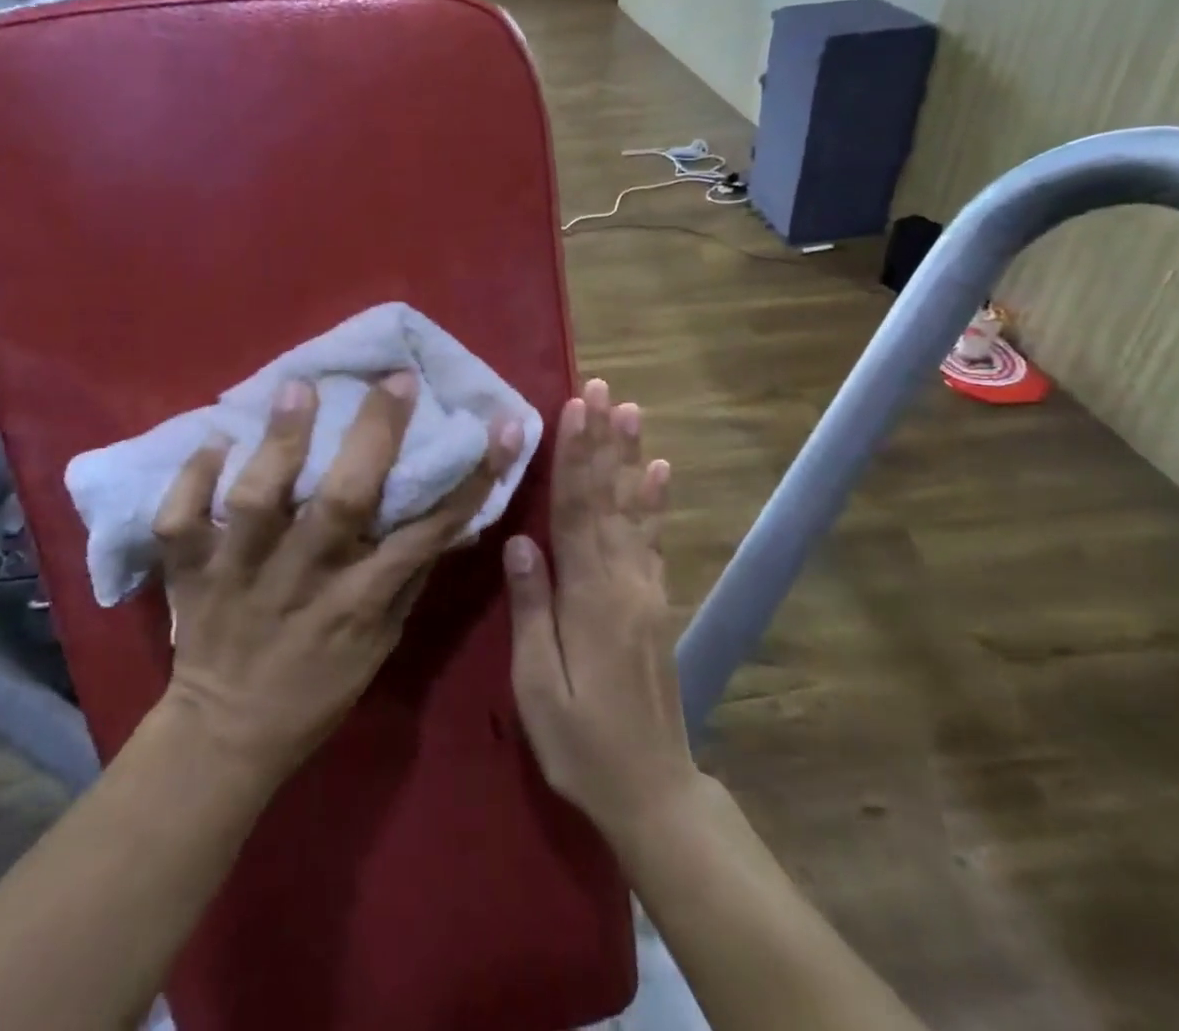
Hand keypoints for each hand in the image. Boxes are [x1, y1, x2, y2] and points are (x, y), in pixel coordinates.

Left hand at [152, 371, 523, 780]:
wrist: (226, 735)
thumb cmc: (318, 687)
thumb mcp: (382, 642)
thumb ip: (408, 576)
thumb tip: (449, 515)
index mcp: (359, 601)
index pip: (427, 533)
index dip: (471, 479)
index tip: (500, 427)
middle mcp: (303, 578)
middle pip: (342, 502)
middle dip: (374, 434)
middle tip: (395, 380)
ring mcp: (240, 573)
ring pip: (259, 501)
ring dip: (280, 441)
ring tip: (298, 386)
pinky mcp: (190, 573)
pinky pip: (182, 520)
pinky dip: (192, 479)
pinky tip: (214, 440)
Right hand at [504, 378, 691, 836]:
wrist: (653, 790)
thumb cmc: (581, 742)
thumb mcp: (538, 685)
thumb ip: (533, 608)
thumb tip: (520, 539)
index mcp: (590, 596)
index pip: (577, 510)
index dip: (575, 455)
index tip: (575, 407)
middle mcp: (623, 580)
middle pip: (608, 497)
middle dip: (603, 439)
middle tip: (603, 388)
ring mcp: (646, 589)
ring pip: (633, 509)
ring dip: (630, 456)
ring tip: (632, 411)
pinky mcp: (656, 602)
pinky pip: (652, 539)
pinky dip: (654, 501)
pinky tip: (658, 472)